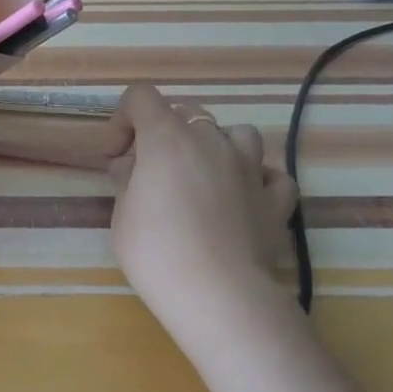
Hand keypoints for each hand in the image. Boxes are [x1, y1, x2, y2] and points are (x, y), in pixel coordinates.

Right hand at [106, 84, 298, 330]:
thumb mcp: (122, 215)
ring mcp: (250, 168)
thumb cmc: (156, 252)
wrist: (218, 294)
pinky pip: (270, 174)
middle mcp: (212, 141)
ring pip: (237, 134)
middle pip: (187, 112)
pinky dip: (256, 179)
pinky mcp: (276, 199)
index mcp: (168, 139)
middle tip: (150, 173)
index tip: (117, 156)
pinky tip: (243, 198)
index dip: (123, 119)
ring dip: (216, 146)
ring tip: (202, 177)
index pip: (141, 98)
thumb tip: (132, 165)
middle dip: (164, 134)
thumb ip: (128, 180)